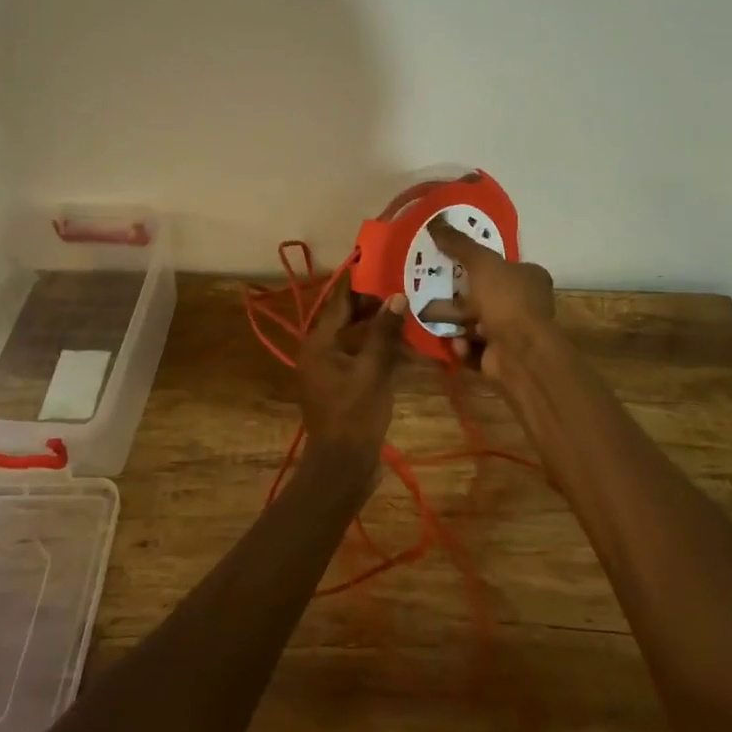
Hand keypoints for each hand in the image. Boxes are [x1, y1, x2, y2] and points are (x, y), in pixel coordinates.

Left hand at [296, 283, 408, 498]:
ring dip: (381, 327)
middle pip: (348, 317)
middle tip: (407, 287)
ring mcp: (333, 370)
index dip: (361, 282)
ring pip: (358, 337)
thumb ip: (384, 333)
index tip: (386, 264)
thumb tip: (397, 296)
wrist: (343, 467)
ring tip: (412, 311)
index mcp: (319, 342)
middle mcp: (321, 351)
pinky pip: (363, 357)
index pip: (340, 300)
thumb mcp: (373, 370)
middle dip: (376, 304)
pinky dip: (381, 350)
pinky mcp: (345, 386)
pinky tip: (408, 346)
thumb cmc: (354, 415)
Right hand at [419, 215, 556, 381]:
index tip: (454, 262)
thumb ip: (459, 244)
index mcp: (530, 278)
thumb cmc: (506, 300)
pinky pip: (474, 347)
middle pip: (488, 295)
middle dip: (462, 295)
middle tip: (435, 289)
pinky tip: (455, 341)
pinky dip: (463, 345)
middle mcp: (527, 304)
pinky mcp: (501, 358)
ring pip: (478, 323)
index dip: (480, 263)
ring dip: (458, 322)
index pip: (505, 265)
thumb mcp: (481, 262)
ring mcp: (515, 333)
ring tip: (433, 315)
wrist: (518, 353)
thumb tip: (436, 221)